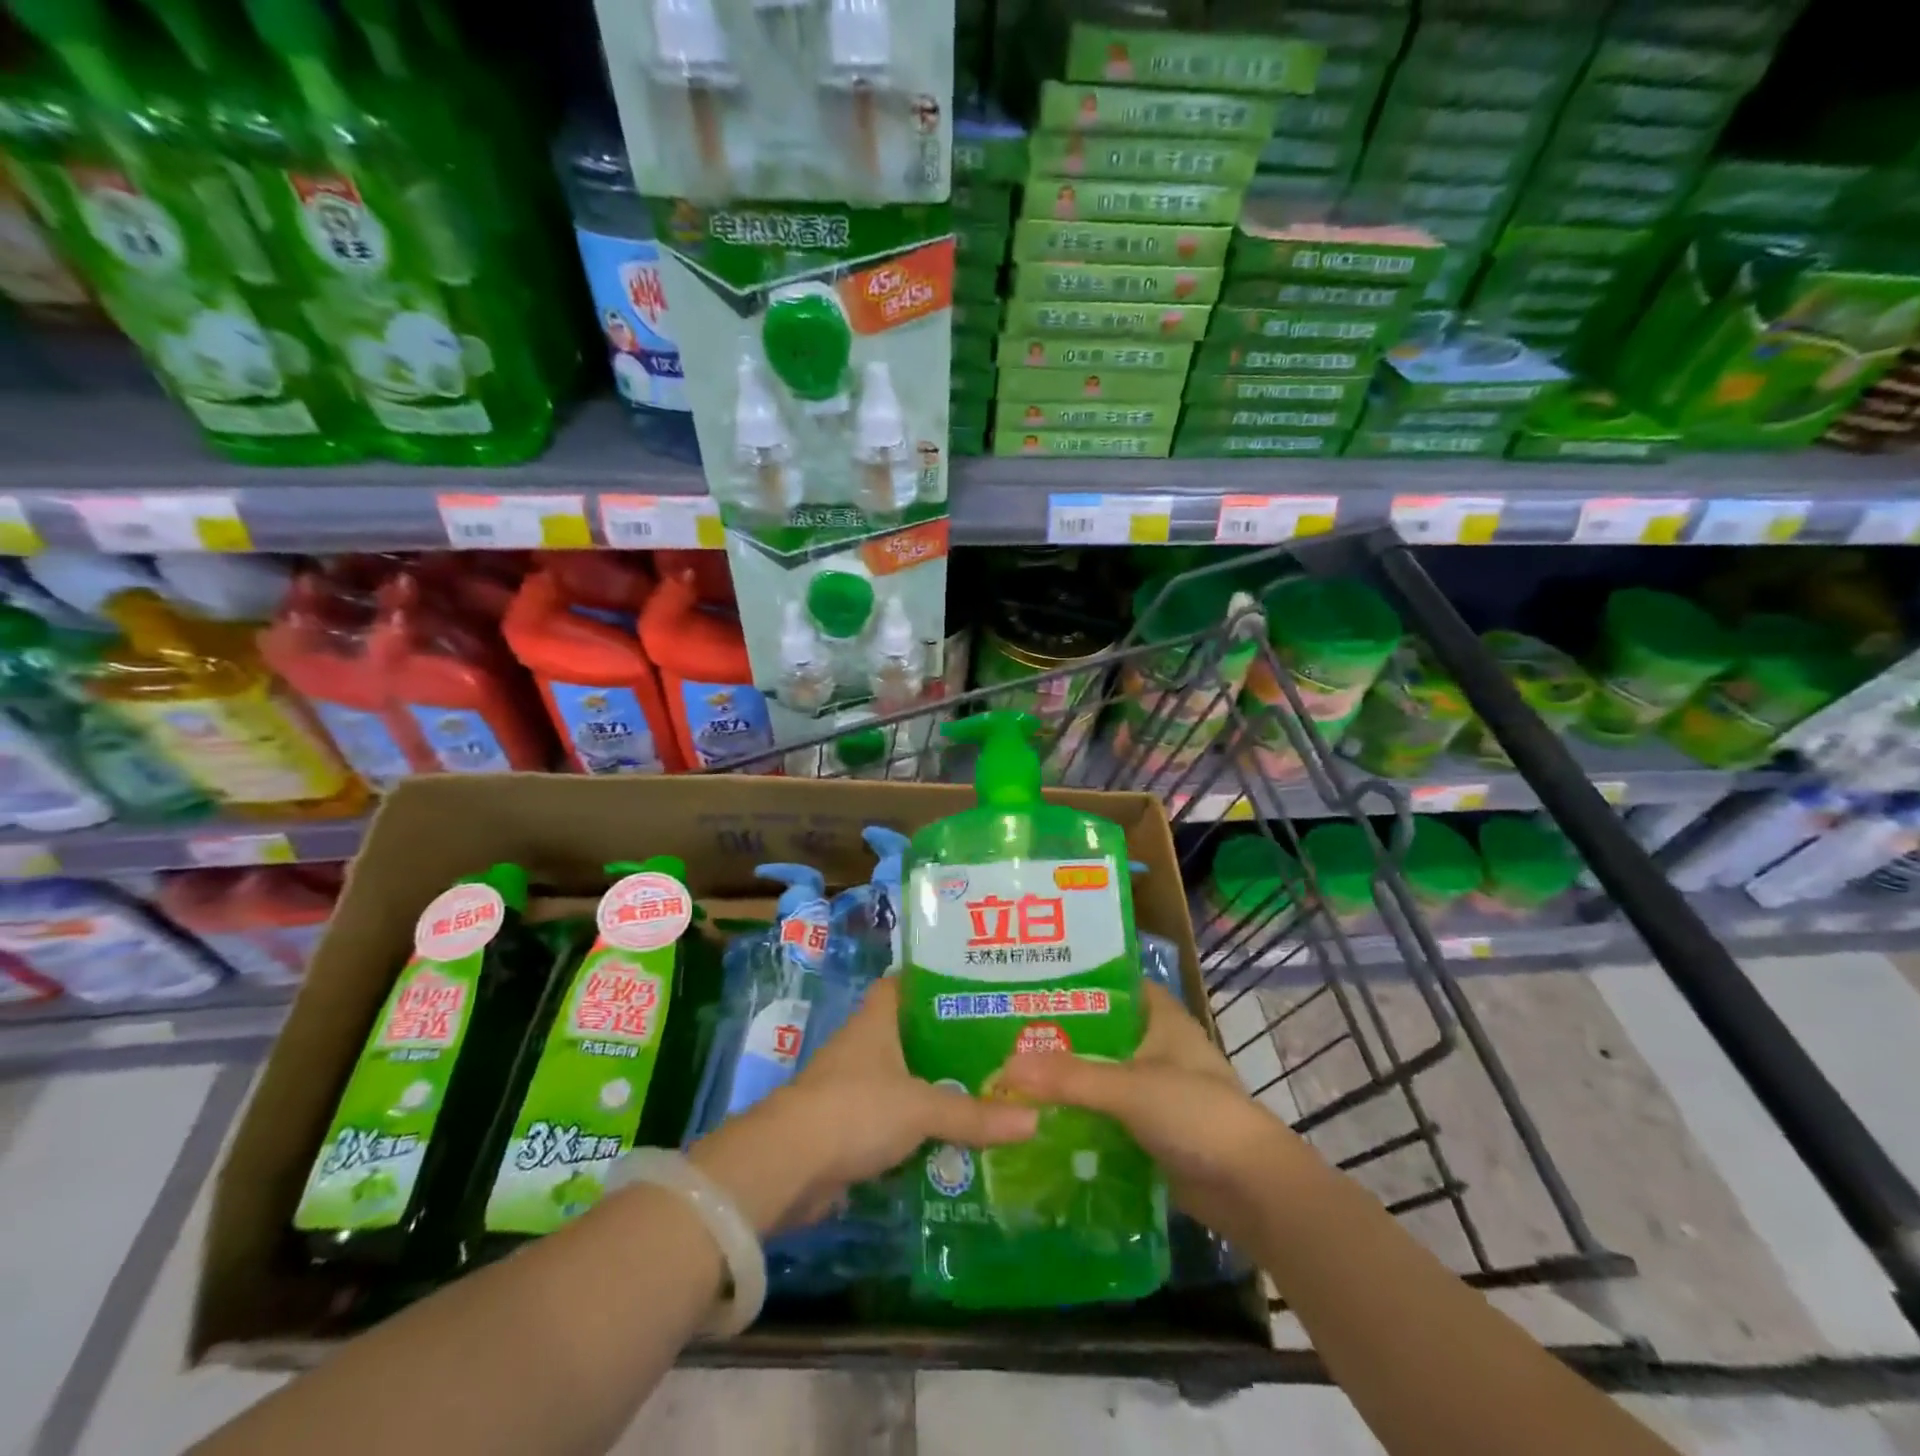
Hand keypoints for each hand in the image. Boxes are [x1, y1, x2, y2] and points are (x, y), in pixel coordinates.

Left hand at [689, 978, 1037, 1234]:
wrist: (788, 1165)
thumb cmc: (855, 1109)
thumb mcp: (921, 1107)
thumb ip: (974, 1114)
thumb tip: (1034, 1120)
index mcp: (875, 1022)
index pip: (903, 984)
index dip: (932, 981)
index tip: (972, 985)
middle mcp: (862, 1047)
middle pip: (909, 1034)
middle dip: (947, 1041)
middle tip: (997, 1044)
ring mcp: (852, 1088)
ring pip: (903, 1080)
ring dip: (935, 1088)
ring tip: (986, 1089)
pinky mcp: (847, 1129)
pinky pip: (893, 1121)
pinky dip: (918, 1129)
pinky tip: (952, 1138)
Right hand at [995, 982, 1316, 1245]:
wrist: (1252, 1191)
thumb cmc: (1197, 1115)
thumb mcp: (1129, 1088)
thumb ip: (1069, 1077)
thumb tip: (1006, 1067)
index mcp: (1162, 1019)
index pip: (1116, 983)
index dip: (1079, 978)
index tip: (1033, 979)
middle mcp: (1159, 1048)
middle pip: (1102, 1032)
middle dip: (1061, 1034)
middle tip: (1007, 1030)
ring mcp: (1157, 1091)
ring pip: (1102, 1075)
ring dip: (1068, 1078)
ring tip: (1012, 1072)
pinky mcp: (1153, 1131)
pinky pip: (1107, 1115)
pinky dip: (1080, 1115)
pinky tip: (1040, 1118)